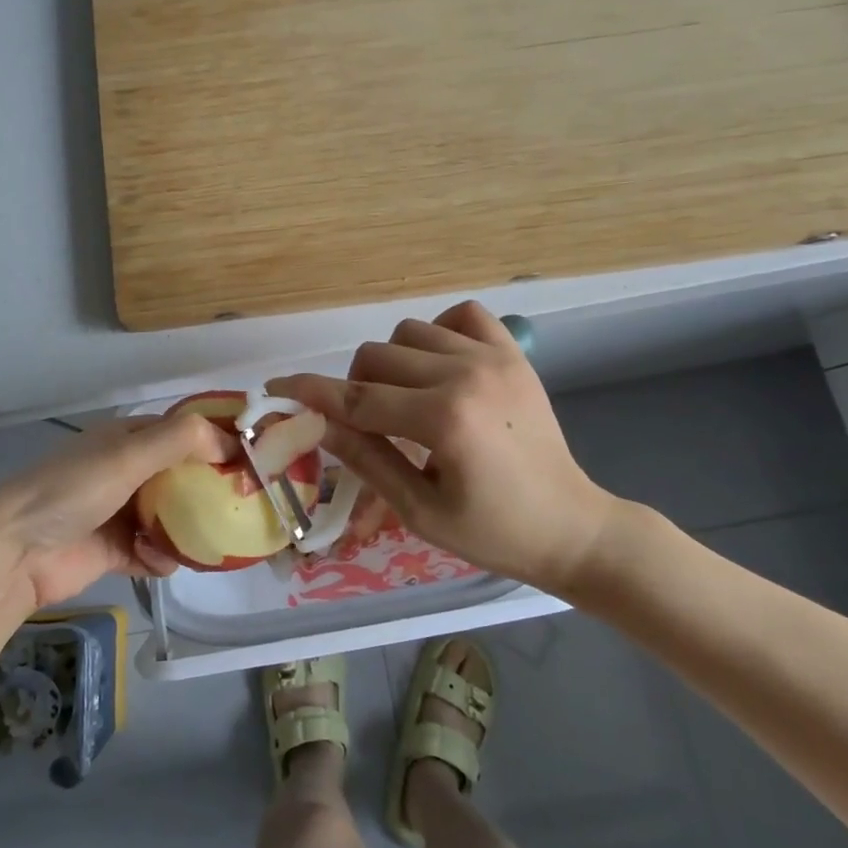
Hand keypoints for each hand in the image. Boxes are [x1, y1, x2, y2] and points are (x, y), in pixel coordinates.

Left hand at [0, 413, 231, 607]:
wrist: (14, 553)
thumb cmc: (73, 490)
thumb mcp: (128, 455)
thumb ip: (180, 440)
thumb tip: (231, 442)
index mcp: (130, 439)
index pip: (185, 432)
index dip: (218, 440)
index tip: (254, 458)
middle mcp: (128, 470)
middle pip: (183, 475)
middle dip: (211, 488)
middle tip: (246, 503)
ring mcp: (121, 511)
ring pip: (172, 515)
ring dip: (189, 528)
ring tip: (213, 539)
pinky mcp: (115, 549)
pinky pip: (153, 551)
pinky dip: (161, 556)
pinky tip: (160, 562)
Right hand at [269, 300, 626, 594]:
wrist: (572, 526)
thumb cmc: (493, 533)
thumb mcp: (420, 510)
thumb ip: (365, 458)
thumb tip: (314, 422)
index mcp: (444, 420)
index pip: (357, 399)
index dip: (310, 393)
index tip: (275, 387)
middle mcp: (465, 374)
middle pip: (375, 357)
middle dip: (355, 388)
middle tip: (370, 426)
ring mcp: (493, 357)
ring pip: (409, 331)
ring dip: (392, 362)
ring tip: (407, 399)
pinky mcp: (512, 353)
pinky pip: (461, 314)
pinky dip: (439, 331)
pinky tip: (441, 365)